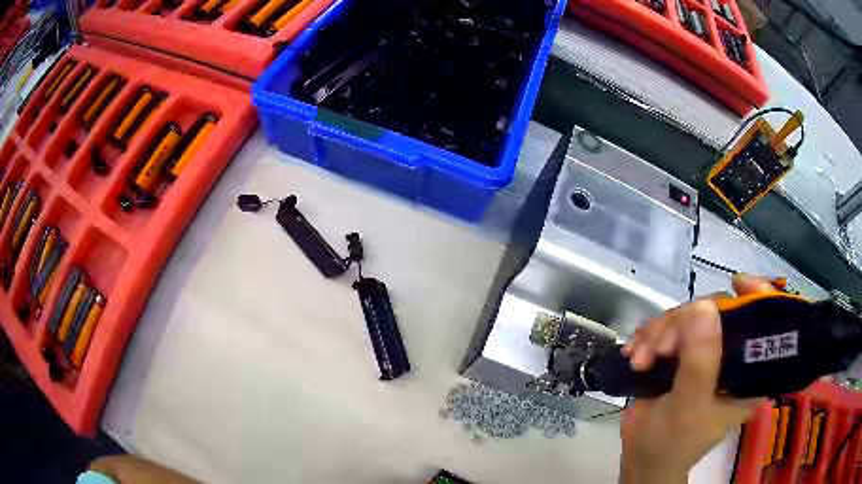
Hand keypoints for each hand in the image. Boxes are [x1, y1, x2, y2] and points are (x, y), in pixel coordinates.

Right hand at [618, 274, 773, 483]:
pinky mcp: (684, 355)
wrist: (642, 458)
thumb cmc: (673, 443)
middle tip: (660, 349)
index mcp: (748, 372)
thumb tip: (704, 308)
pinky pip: (670, 329)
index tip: (736, 283)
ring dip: (661, 332)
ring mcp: (707, 354)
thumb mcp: (688, 407)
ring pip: (690, 318)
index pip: (763, 324)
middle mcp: (732, 357)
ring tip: (641, 359)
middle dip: (684, 324)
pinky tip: (635, 353)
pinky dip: (650, 336)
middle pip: (718, 314)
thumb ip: (700, 363)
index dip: (756, 297)